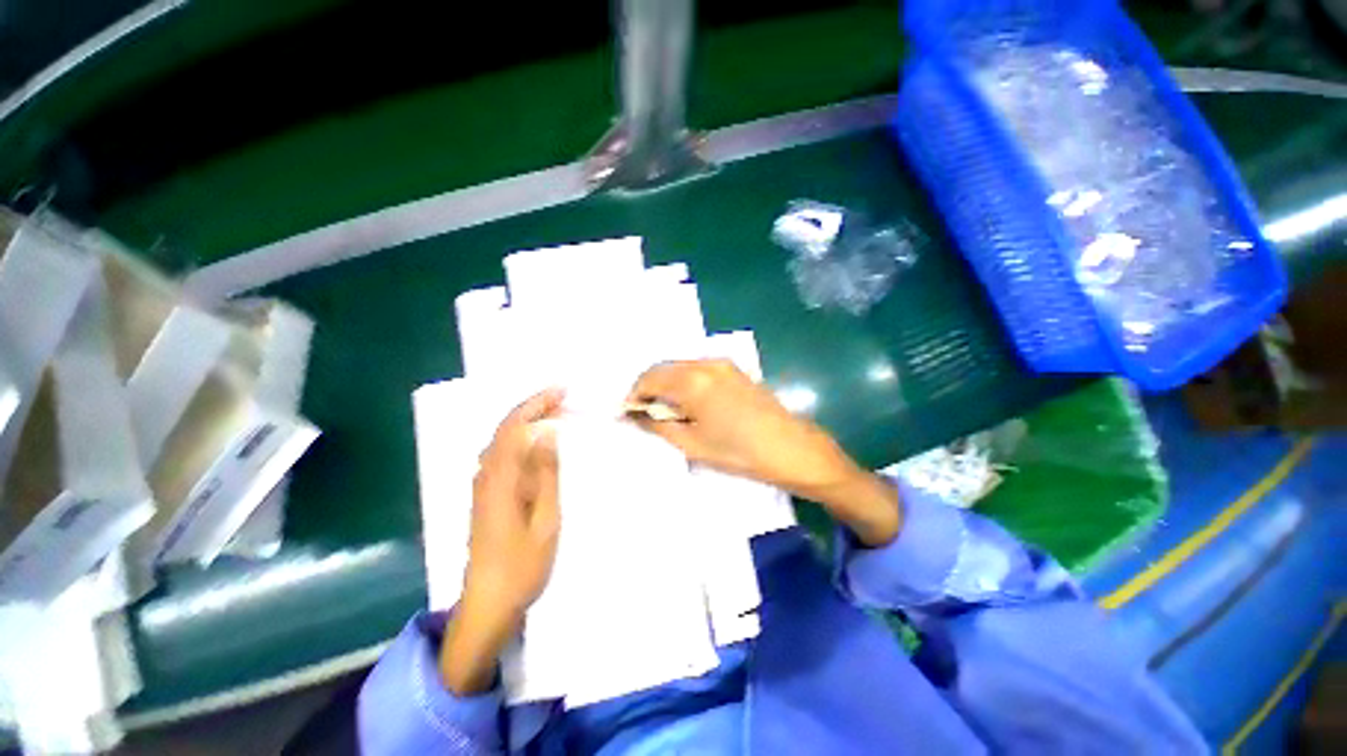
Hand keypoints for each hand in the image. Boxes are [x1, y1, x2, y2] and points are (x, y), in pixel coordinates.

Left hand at [440, 388, 563, 694]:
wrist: (487, 604)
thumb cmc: (522, 565)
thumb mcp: (545, 518)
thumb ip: (545, 474)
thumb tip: (547, 432)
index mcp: (500, 478)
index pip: (515, 426)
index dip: (537, 403)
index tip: (563, 391)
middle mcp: (486, 475)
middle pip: (506, 428)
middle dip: (534, 407)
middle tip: (565, 399)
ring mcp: (483, 486)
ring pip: (503, 440)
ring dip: (528, 420)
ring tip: (556, 414)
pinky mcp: (486, 496)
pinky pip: (503, 454)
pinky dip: (521, 438)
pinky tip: (536, 443)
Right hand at [628, 361, 900, 545]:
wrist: (791, 447)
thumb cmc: (739, 451)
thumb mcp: (692, 444)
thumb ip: (658, 425)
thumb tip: (633, 415)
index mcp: (691, 381)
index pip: (648, 378)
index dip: (633, 395)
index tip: (625, 413)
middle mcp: (704, 363)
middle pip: (663, 368)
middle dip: (648, 387)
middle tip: (642, 413)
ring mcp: (722, 364)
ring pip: (680, 367)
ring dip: (666, 383)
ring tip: (663, 410)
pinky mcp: (733, 369)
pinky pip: (697, 369)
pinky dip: (684, 381)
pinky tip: (687, 402)